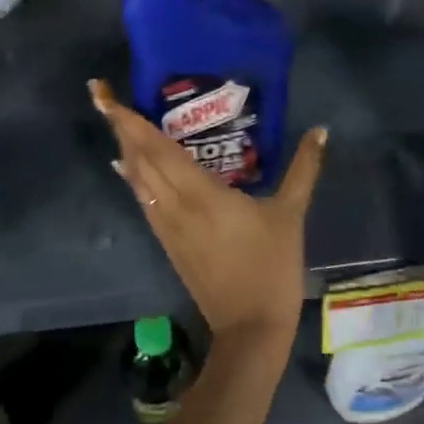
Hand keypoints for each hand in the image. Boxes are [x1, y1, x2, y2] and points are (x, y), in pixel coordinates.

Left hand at [90, 79, 325, 350]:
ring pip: (137, 180)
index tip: (104, 95)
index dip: (128, 120)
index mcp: (199, 192)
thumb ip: (303, 169)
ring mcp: (166, 225)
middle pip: (138, 159)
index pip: (155, 147)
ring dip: (124, 149)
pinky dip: (133, 177)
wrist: (249, 328)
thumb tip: (320, 130)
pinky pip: (143, 200)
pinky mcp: (168, 242)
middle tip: (104, 96)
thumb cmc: (271, 267)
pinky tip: (129, 168)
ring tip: (116, 122)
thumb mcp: (290, 214)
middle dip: (119, 127)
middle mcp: (173, 204)